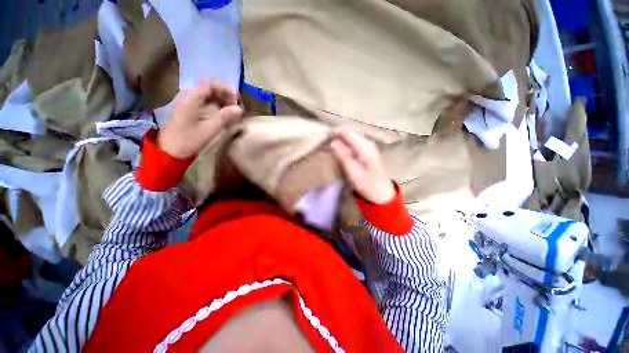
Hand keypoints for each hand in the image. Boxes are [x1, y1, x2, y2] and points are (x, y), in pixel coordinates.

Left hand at [159, 82, 243, 158]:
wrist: (170, 150)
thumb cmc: (189, 139)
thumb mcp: (209, 129)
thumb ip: (225, 117)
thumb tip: (240, 109)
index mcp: (191, 97)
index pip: (211, 86)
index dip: (226, 90)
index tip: (237, 99)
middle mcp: (187, 96)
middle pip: (208, 89)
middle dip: (224, 95)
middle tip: (236, 106)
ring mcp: (185, 102)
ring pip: (205, 96)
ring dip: (219, 101)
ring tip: (231, 110)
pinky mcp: (186, 110)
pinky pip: (202, 102)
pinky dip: (213, 105)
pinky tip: (221, 113)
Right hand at [331, 127, 394, 203]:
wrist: (382, 194)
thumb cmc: (367, 185)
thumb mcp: (353, 172)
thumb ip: (343, 156)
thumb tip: (333, 142)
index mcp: (365, 148)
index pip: (349, 133)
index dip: (337, 133)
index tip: (325, 137)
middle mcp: (369, 144)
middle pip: (352, 133)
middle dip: (340, 135)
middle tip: (328, 142)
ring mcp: (370, 147)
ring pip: (354, 137)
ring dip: (343, 139)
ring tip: (333, 144)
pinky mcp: (370, 152)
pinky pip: (357, 142)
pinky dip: (348, 144)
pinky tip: (343, 148)